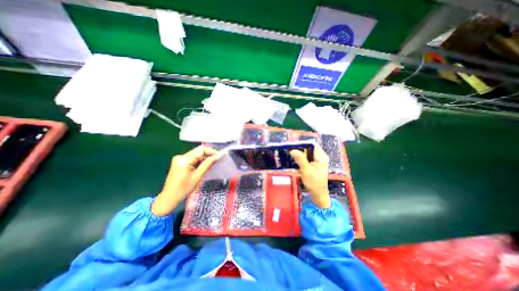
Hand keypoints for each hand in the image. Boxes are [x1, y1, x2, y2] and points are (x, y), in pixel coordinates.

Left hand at [152, 146, 220, 215]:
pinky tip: (205, 165)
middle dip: (209, 154)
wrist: (169, 197)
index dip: (211, 151)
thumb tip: (217, 156)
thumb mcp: (198, 176)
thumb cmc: (184, 189)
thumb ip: (207, 164)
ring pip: (196, 154)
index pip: (201, 150)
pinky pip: (192, 158)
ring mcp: (179, 159)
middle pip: (198, 151)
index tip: (220, 156)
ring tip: (213, 162)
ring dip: (204, 157)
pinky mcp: (179, 162)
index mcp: (184, 159)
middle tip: (218, 159)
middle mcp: (181, 156)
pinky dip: (199, 161)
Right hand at [291, 146, 329, 208]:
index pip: (311, 144)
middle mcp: (319, 156)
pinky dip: (298, 159)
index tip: (292, 145)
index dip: (302, 144)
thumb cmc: (314, 184)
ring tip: (288, 154)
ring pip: (305, 153)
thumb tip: (293, 150)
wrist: (318, 195)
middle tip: (288, 150)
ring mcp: (315, 160)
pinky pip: (304, 158)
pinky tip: (292, 160)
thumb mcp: (307, 171)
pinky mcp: (311, 164)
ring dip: (297, 154)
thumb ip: (301, 160)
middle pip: (308, 148)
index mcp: (321, 156)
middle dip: (298, 149)